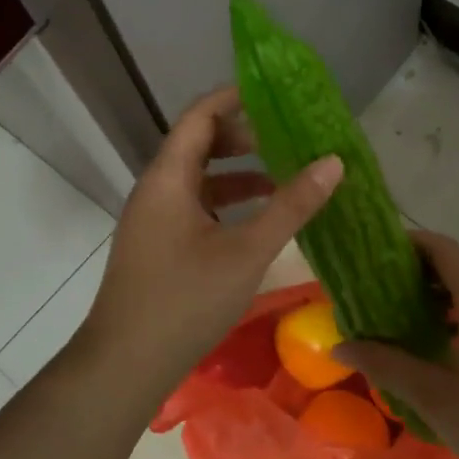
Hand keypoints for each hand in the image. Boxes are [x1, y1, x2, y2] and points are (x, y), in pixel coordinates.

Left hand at [76, 86, 342, 397]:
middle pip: (199, 143)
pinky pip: (195, 206)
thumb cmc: (185, 300)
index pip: (200, 115)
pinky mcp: (157, 245)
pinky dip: (227, 203)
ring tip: (284, 178)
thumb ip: (291, 205)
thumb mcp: (247, 251)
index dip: (235, 97)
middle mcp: (156, 189)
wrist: (125, 364)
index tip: (276, 94)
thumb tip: (333, 162)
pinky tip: (257, 222)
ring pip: (199, 178)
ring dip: (239, 173)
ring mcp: (153, 219)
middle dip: (244, 136)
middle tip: (289, 139)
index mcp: (169, 177)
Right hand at [334, 232, 458, 458]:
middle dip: (419, 276)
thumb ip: (385, 364)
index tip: (377, 256)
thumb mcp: (433, 395)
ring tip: (407, 324)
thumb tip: (340, 346)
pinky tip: (446, 350)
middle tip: (381, 295)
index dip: (409, 244)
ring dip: (442, 299)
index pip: (443, 249)